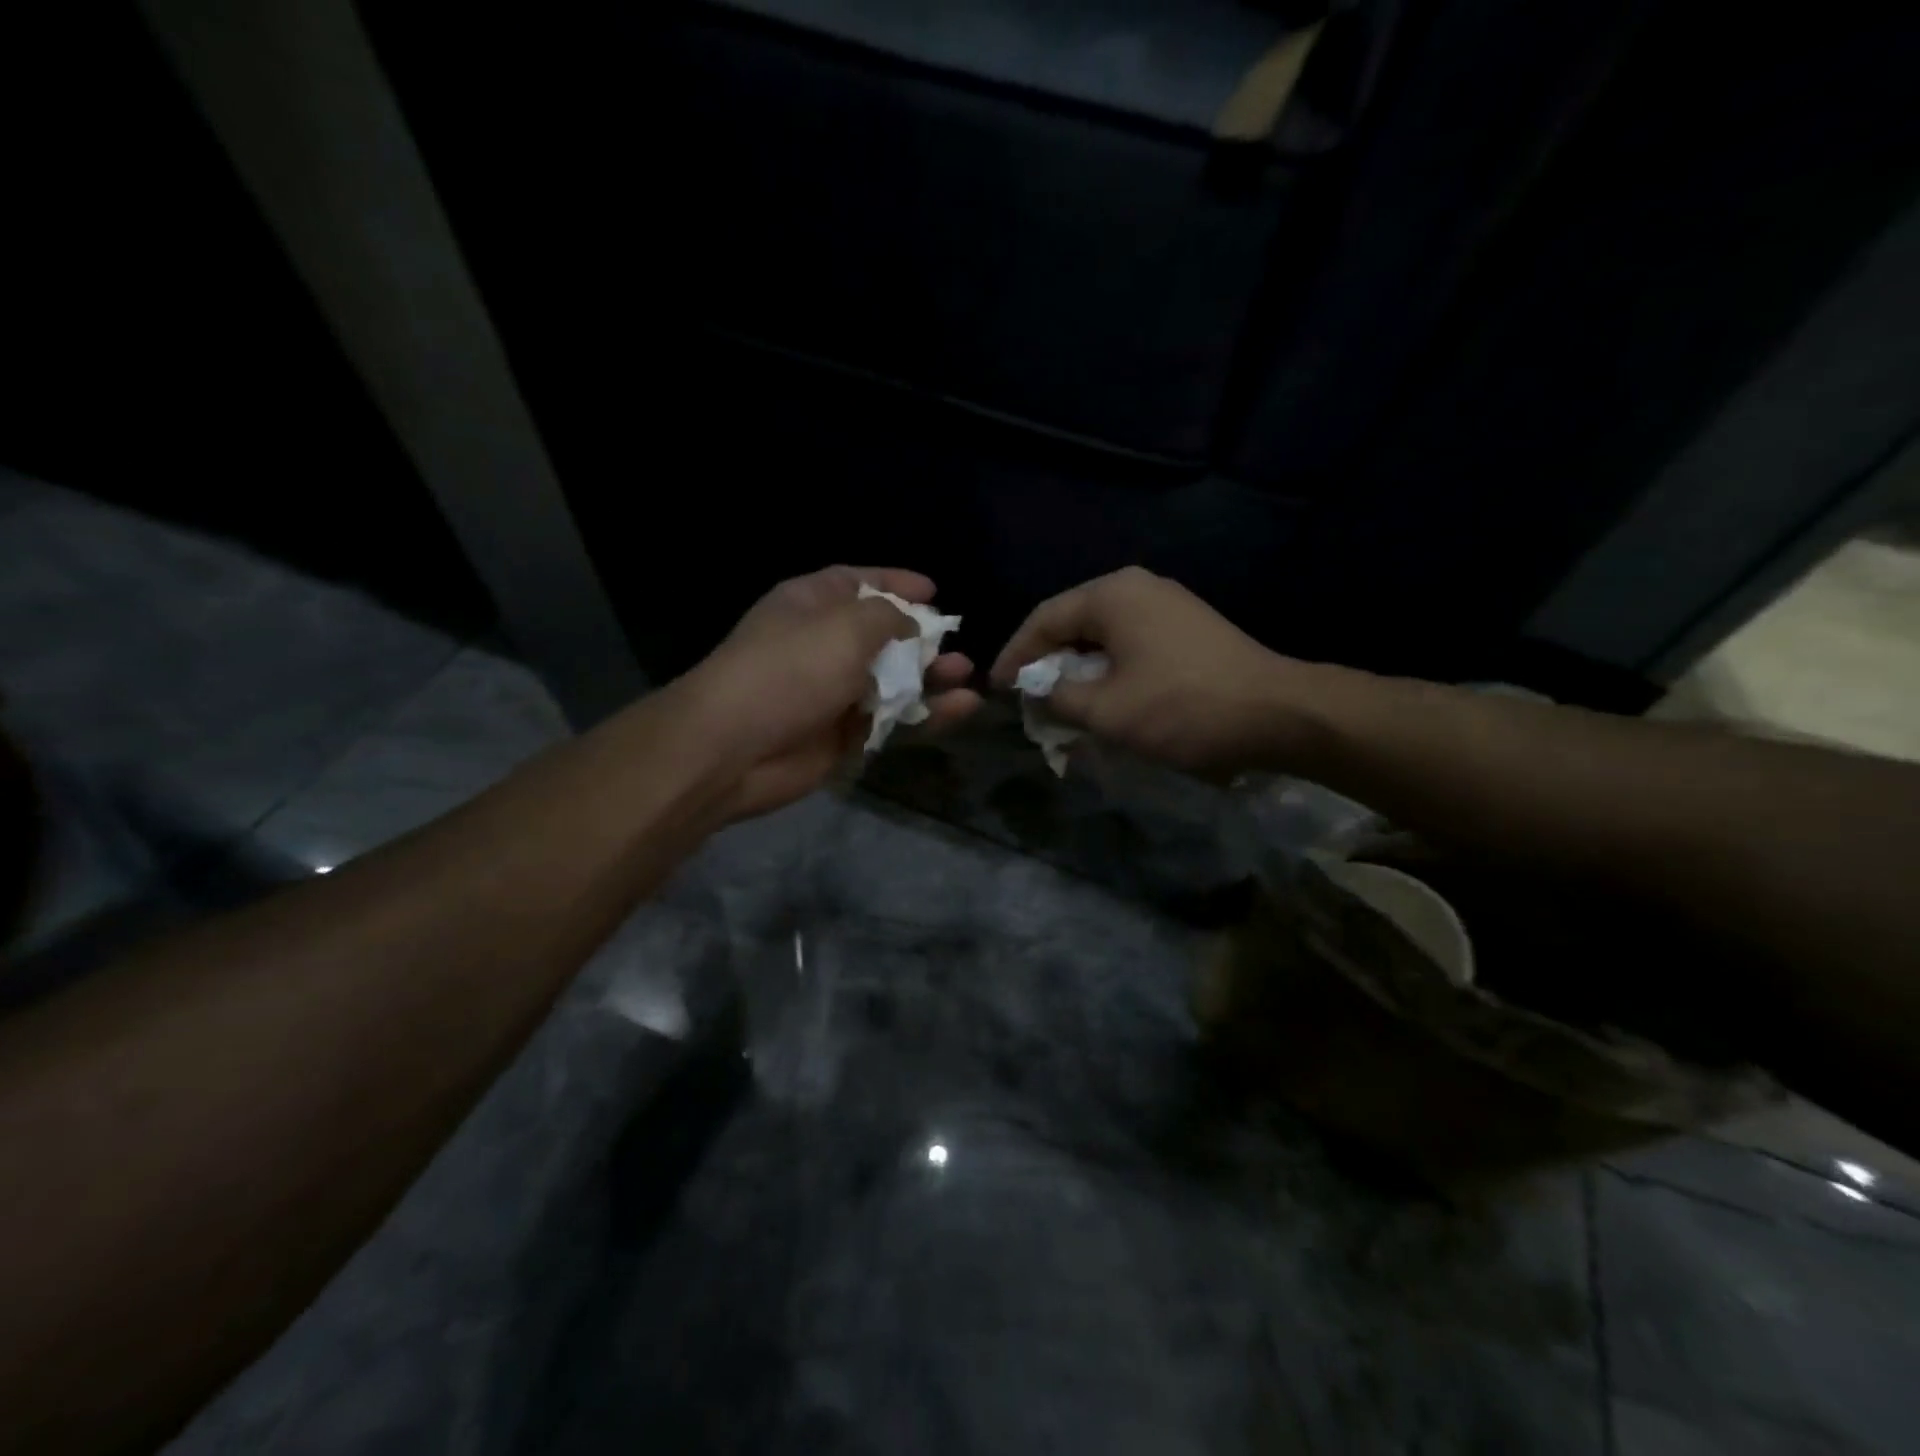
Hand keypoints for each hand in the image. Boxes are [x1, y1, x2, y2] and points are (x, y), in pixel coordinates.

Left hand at [679, 566, 979, 820]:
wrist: (736, 748)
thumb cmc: (790, 670)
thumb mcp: (845, 626)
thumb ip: (888, 618)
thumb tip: (911, 627)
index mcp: (812, 604)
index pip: (858, 583)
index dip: (896, 583)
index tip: (934, 592)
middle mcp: (823, 644)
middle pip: (882, 634)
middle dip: (921, 638)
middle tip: (956, 643)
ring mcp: (834, 691)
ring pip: (893, 680)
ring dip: (930, 677)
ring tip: (966, 674)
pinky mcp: (844, 734)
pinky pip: (893, 719)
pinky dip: (925, 713)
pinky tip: (960, 707)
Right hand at [991, 566, 1317, 777]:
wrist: (1280, 714)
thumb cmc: (1182, 708)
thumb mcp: (1106, 711)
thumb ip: (1057, 697)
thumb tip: (1036, 691)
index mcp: (1112, 595)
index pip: (1043, 619)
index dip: (1014, 656)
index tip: (996, 689)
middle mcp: (1138, 588)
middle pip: (1073, 623)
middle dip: (1046, 664)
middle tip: (1027, 699)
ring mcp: (1167, 605)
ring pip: (1102, 637)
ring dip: (1078, 671)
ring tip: (1060, 705)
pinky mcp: (1188, 629)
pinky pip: (1130, 645)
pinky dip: (1108, 672)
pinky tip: (1103, 700)